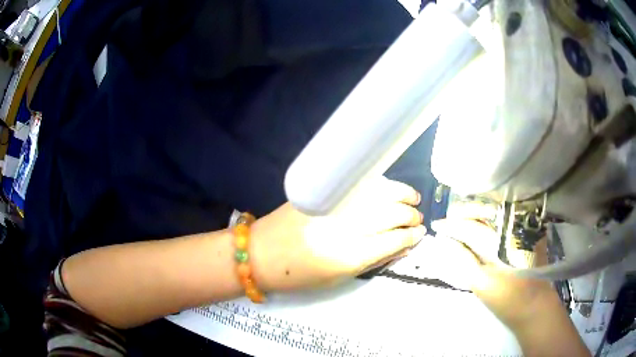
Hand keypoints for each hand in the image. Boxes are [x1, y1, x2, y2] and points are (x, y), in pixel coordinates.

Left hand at [250, 177, 425, 291]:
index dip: (410, 237)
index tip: (420, 234)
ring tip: (412, 199)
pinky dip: (381, 184)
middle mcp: (344, 227)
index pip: (392, 240)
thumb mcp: (338, 278)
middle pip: (390, 214)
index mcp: (347, 256)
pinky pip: (360, 184)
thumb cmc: (298, 276)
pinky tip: (390, 188)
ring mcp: (333, 205)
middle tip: (417, 218)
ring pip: (379, 193)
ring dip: (401, 194)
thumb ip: (372, 261)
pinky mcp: (324, 192)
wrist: (260, 253)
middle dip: (409, 216)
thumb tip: (402, 247)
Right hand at [417, 217, 558, 329]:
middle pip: (485, 210)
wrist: (535, 305)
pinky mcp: (530, 230)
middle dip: (464, 212)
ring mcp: (525, 226)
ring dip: (477, 213)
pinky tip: (482, 223)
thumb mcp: (481, 284)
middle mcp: (515, 226)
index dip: (452, 225)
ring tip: (461, 220)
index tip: (437, 225)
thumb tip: (446, 242)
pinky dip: (491, 217)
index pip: (472, 226)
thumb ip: (463, 260)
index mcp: (502, 241)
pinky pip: (506, 217)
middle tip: (448, 220)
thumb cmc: (507, 299)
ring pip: (496, 210)